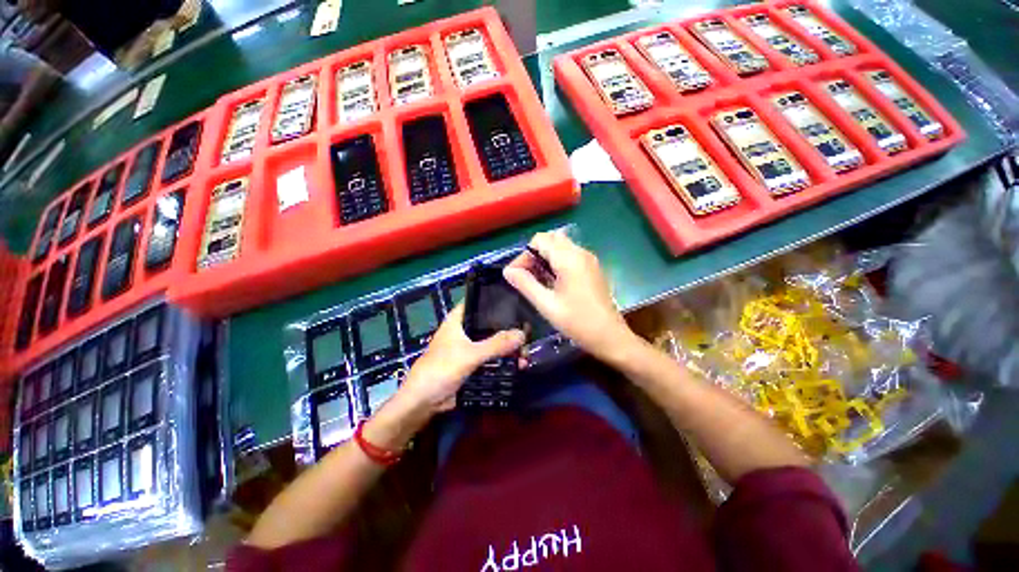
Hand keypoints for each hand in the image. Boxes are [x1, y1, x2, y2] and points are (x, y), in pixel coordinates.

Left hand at [391, 304, 524, 415]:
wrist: (424, 402)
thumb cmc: (441, 369)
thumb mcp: (470, 355)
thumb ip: (496, 344)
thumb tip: (523, 334)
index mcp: (458, 320)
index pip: (478, 301)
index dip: (496, 299)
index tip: (518, 299)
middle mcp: (465, 330)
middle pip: (490, 323)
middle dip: (509, 328)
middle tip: (529, 332)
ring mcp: (470, 347)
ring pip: (493, 341)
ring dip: (509, 346)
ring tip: (527, 352)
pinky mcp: (473, 362)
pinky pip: (492, 357)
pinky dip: (505, 359)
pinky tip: (520, 364)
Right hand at [504, 231, 636, 363]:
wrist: (610, 337)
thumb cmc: (577, 322)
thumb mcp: (547, 305)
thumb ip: (525, 284)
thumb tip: (507, 271)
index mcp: (569, 259)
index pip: (539, 240)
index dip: (524, 255)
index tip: (515, 275)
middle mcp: (581, 252)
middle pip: (551, 239)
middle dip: (534, 254)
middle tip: (526, 276)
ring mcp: (589, 259)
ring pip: (561, 246)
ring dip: (545, 257)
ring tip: (537, 280)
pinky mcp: (592, 268)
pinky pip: (570, 255)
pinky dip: (557, 261)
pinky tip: (552, 282)